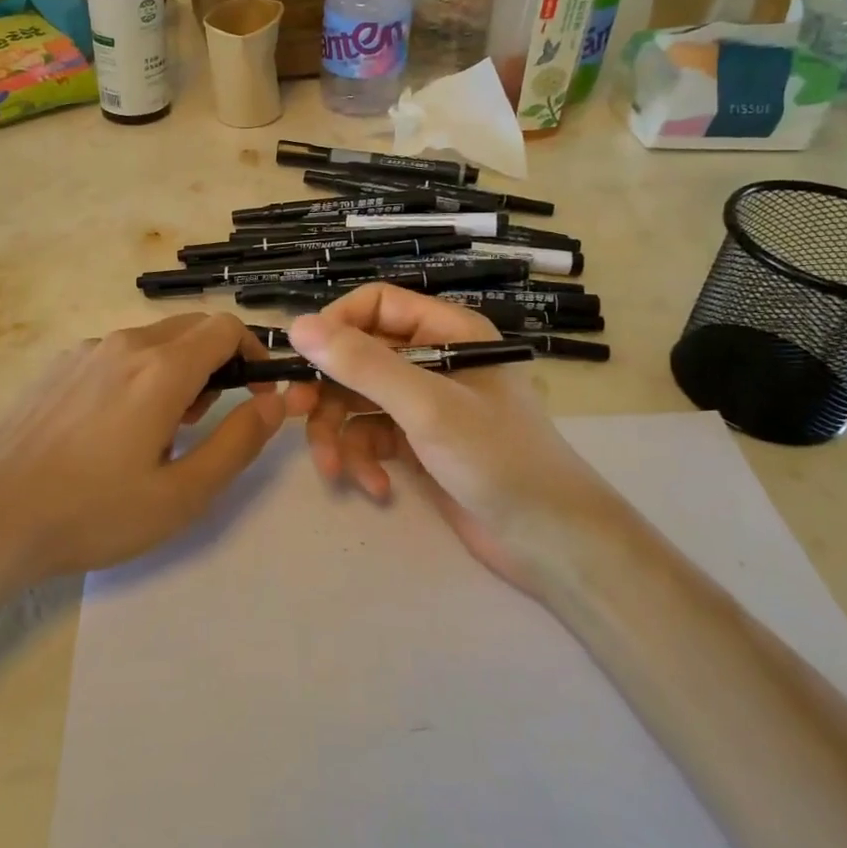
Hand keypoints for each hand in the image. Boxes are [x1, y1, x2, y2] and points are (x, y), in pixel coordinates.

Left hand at [0, 313, 285, 586]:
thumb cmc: (93, 513)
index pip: (225, 329)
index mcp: (161, 370)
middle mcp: (125, 344)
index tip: (256, 394)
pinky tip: (111, 429)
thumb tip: (274, 403)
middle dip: (215, 363)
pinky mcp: (58, 365)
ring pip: (153, 341)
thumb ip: (237, 442)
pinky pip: (116, 354)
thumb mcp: (182, 495)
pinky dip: (137, 374)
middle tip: (202, 422)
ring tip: (156, 433)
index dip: (253, 354)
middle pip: (191, 328)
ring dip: (176, 370)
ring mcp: (86, 351)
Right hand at [282, 285, 613, 592]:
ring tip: (336, 471)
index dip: (335, 326)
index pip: (374, 305)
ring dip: (339, 434)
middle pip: (358, 356)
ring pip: (357, 400)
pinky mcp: (418, 443)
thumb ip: (363, 365)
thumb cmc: (497, 459)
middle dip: (327, 390)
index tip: (303, 359)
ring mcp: (424, 404)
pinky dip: (364, 460)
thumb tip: (297, 326)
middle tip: (295, 415)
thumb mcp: (426, 406)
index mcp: (446, 331)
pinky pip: (371, 436)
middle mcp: (433, 359)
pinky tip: (377, 489)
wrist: (551, 542)